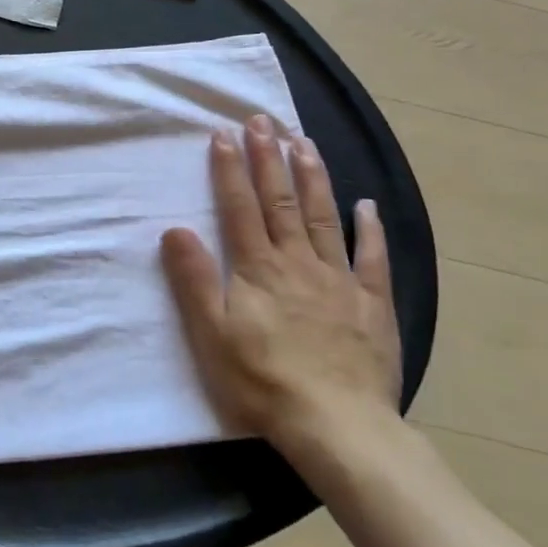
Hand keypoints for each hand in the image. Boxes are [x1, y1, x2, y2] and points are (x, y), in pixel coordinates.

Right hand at [161, 114, 400, 465]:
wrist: (338, 426)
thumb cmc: (264, 381)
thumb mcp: (212, 334)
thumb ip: (195, 279)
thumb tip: (175, 229)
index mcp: (258, 268)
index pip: (240, 207)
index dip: (230, 169)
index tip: (224, 133)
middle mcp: (298, 262)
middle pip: (281, 200)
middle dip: (269, 157)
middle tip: (263, 120)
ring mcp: (340, 280)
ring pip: (323, 216)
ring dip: (312, 176)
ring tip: (304, 141)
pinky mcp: (372, 304)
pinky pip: (371, 258)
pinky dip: (369, 228)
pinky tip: (366, 205)